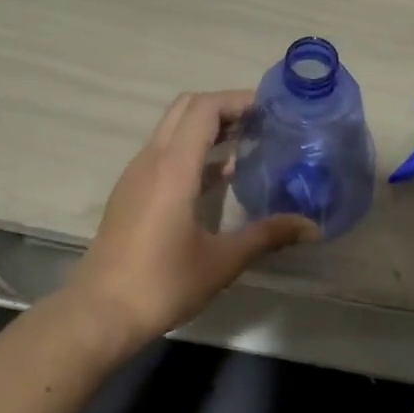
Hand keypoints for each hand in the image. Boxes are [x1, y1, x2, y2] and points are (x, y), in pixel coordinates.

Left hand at [65, 90, 317, 349]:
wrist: (100, 312)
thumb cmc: (163, 284)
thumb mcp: (222, 261)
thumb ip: (267, 236)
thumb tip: (312, 227)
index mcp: (173, 168)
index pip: (203, 109)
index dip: (237, 100)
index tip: (270, 109)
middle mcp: (151, 161)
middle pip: (185, 109)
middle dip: (223, 108)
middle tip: (261, 123)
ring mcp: (136, 177)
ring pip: (172, 131)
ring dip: (207, 129)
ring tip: (248, 145)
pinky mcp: (130, 194)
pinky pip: (164, 155)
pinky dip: (192, 152)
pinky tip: (220, 179)